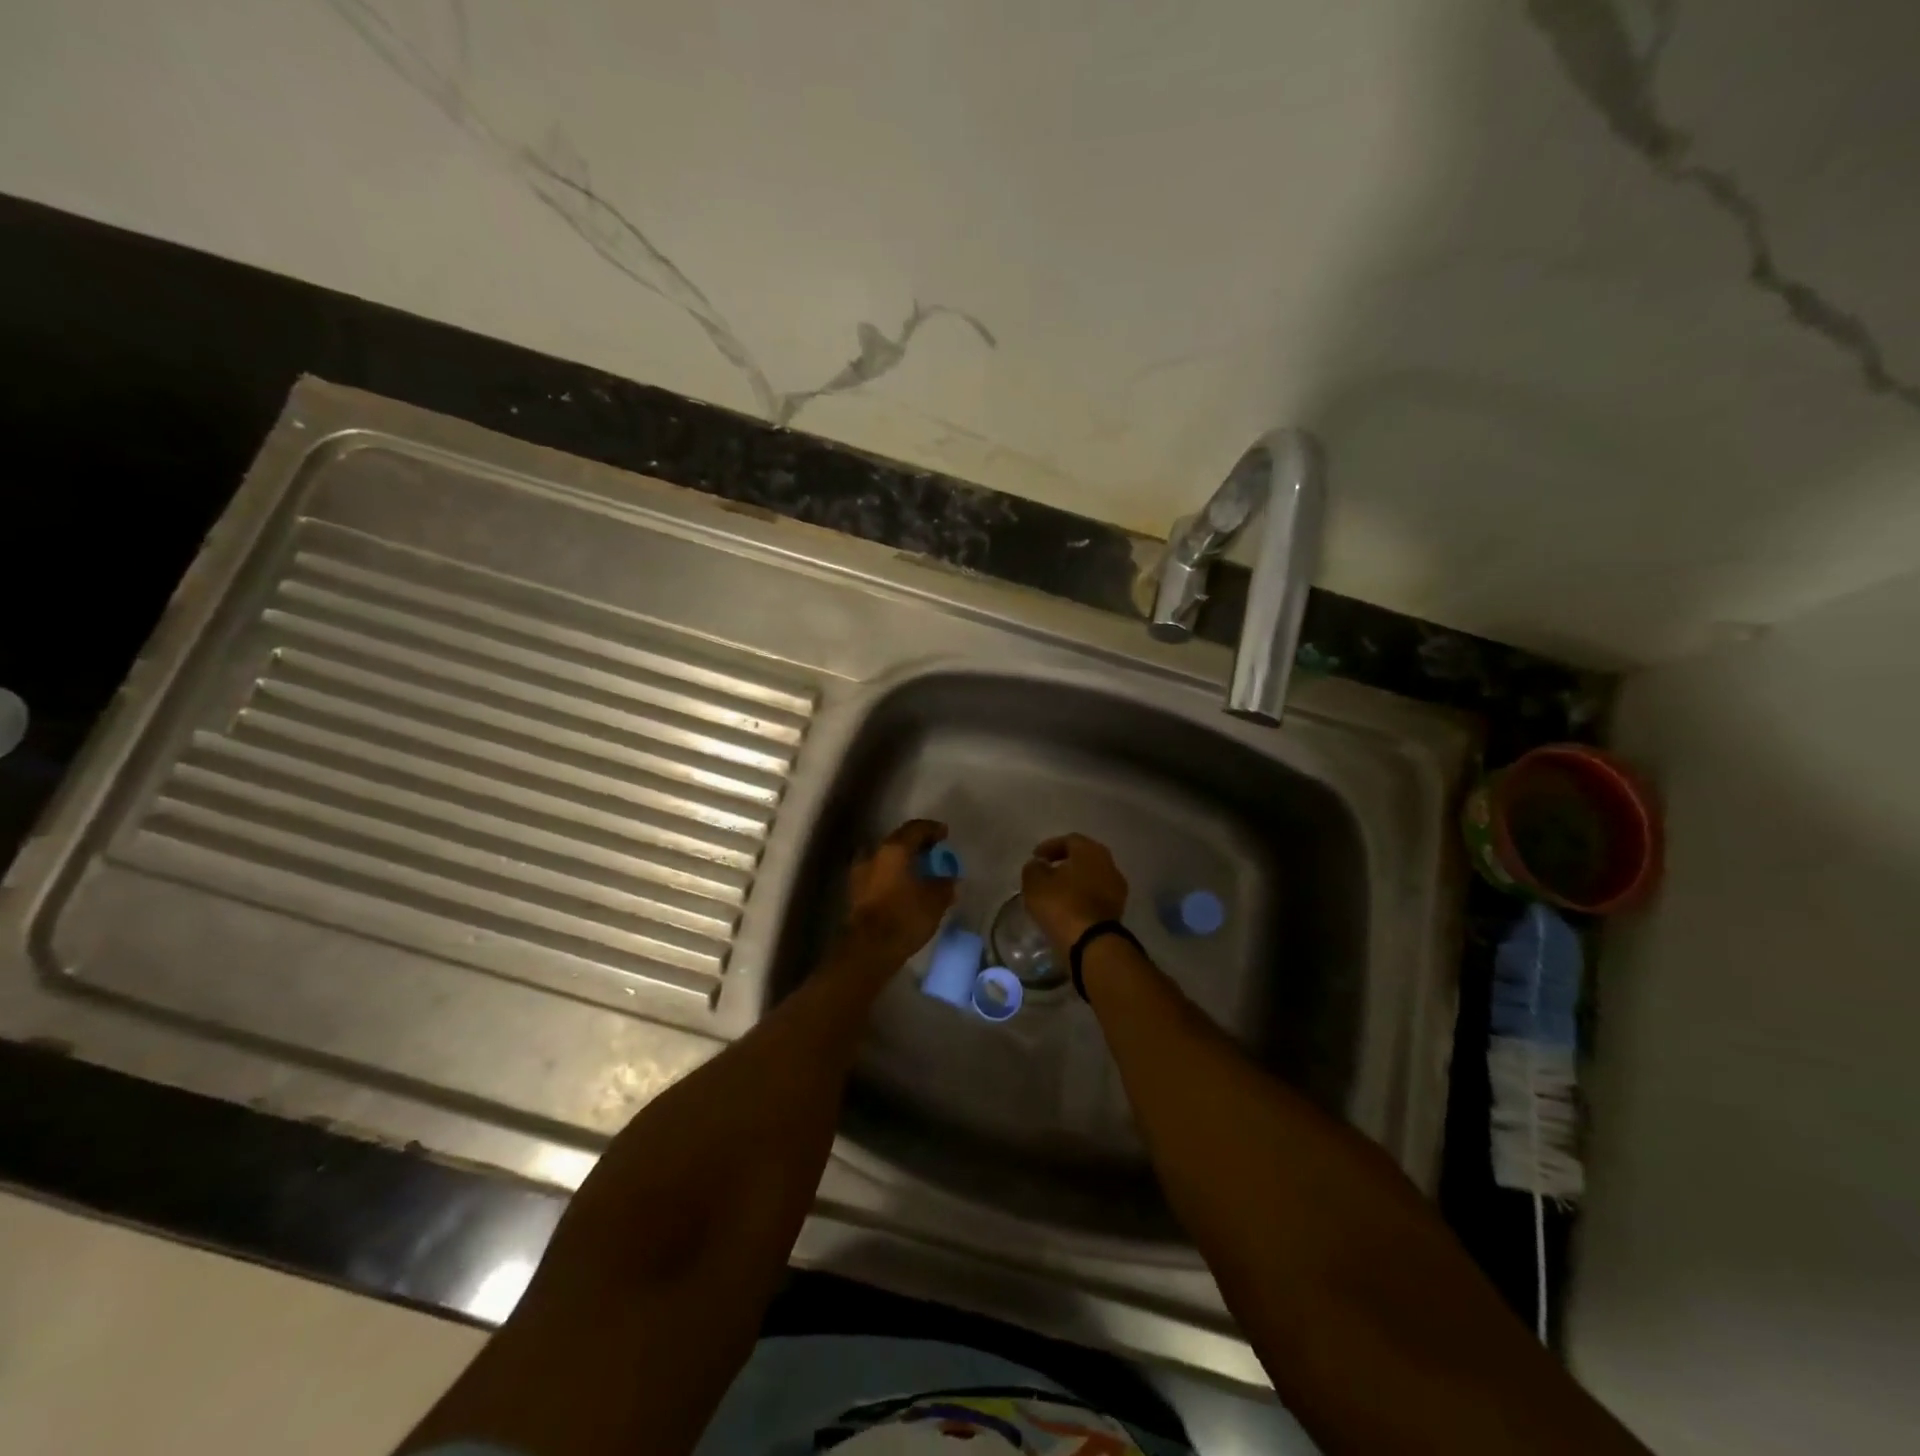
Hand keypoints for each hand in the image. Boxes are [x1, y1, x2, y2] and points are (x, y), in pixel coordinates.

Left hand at [843, 819, 957, 966]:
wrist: (868, 948)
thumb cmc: (905, 916)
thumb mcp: (935, 900)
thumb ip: (945, 885)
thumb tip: (949, 879)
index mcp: (894, 849)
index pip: (915, 828)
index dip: (932, 829)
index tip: (945, 834)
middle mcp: (874, 854)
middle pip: (897, 841)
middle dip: (916, 844)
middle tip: (932, 851)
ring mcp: (860, 873)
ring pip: (885, 858)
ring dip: (902, 861)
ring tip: (918, 871)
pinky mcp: (855, 893)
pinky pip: (878, 875)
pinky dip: (892, 876)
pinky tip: (904, 887)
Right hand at [1021, 833, 1128, 954]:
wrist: (1092, 942)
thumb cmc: (1062, 904)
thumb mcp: (1035, 883)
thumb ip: (1034, 868)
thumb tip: (1039, 864)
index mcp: (1090, 850)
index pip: (1069, 840)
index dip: (1049, 847)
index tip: (1035, 858)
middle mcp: (1108, 863)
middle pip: (1084, 857)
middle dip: (1064, 862)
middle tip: (1047, 871)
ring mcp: (1117, 887)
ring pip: (1092, 877)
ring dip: (1075, 881)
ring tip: (1056, 891)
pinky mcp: (1118, 909)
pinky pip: (1096, 895)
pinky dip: (1083, 897)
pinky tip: (1069, 906)